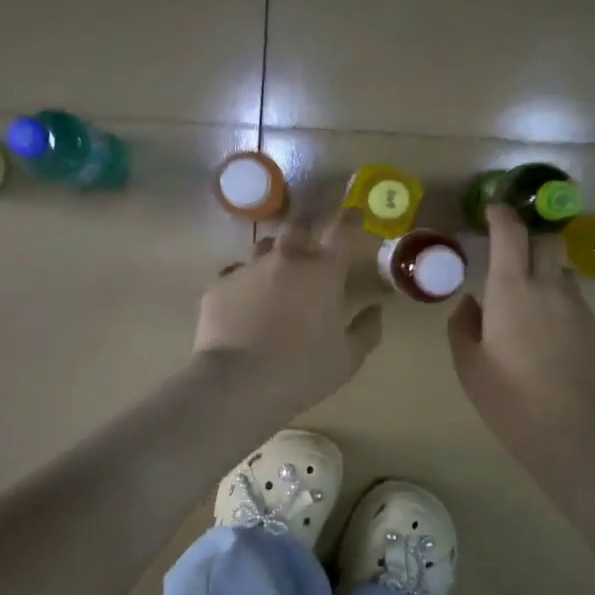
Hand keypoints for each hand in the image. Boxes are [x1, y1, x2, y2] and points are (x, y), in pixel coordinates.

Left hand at [195, 208, 383, 417]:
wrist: (238, 382)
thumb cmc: (302, 371)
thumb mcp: (347, 359)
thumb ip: (366, 330)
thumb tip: (375, 310)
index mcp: (322, 272)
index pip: (342, 231)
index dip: (350, 218)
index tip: (353, 211)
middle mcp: (285, 260)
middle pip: (298, 226)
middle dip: (307, 227)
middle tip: (310, 240)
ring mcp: (248, 269)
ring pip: (263, 247)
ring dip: (275, 254)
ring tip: (276, 274)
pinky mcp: (219, 285)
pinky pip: (235, 274)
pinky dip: (245, 282)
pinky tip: (244, 303)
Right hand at [449, 204, 594, 499]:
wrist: (577, 435)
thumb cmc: (511, 399)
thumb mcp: (469, 366)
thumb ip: (464, 326)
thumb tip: (472, 304)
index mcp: (511, 290)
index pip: (510, 233)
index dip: (502, 216)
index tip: (494, 211)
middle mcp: (550, 288)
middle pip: (547, 241)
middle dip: (531, 237)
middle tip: (514, 253)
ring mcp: (583, 309)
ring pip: (563, 276)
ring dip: (546, 279)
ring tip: (532, 311)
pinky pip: (578, 310)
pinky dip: (562, 315)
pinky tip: (555, 348)